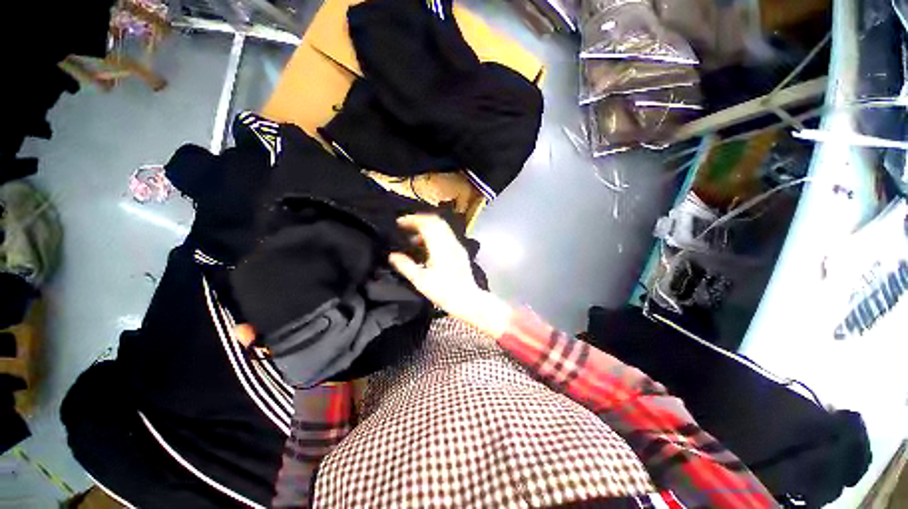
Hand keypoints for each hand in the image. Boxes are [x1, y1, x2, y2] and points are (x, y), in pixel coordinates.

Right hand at [389, 215, 511, 337]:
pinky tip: (428, 248)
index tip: (400, 222)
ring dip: (428, 228)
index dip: (412, 219)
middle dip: (420, 220)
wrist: (467, 299)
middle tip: (407, 226)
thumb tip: (392, 256)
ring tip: (414, 239)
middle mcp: (450, 242)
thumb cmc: (443, 291)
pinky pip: (447, 235)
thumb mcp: (420, 280)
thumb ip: (405, 266)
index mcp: (439, 247)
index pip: (426, 223)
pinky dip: (435, 235)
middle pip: (435, 221)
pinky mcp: (460, 251)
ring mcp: (457, 246)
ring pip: (442, 227)